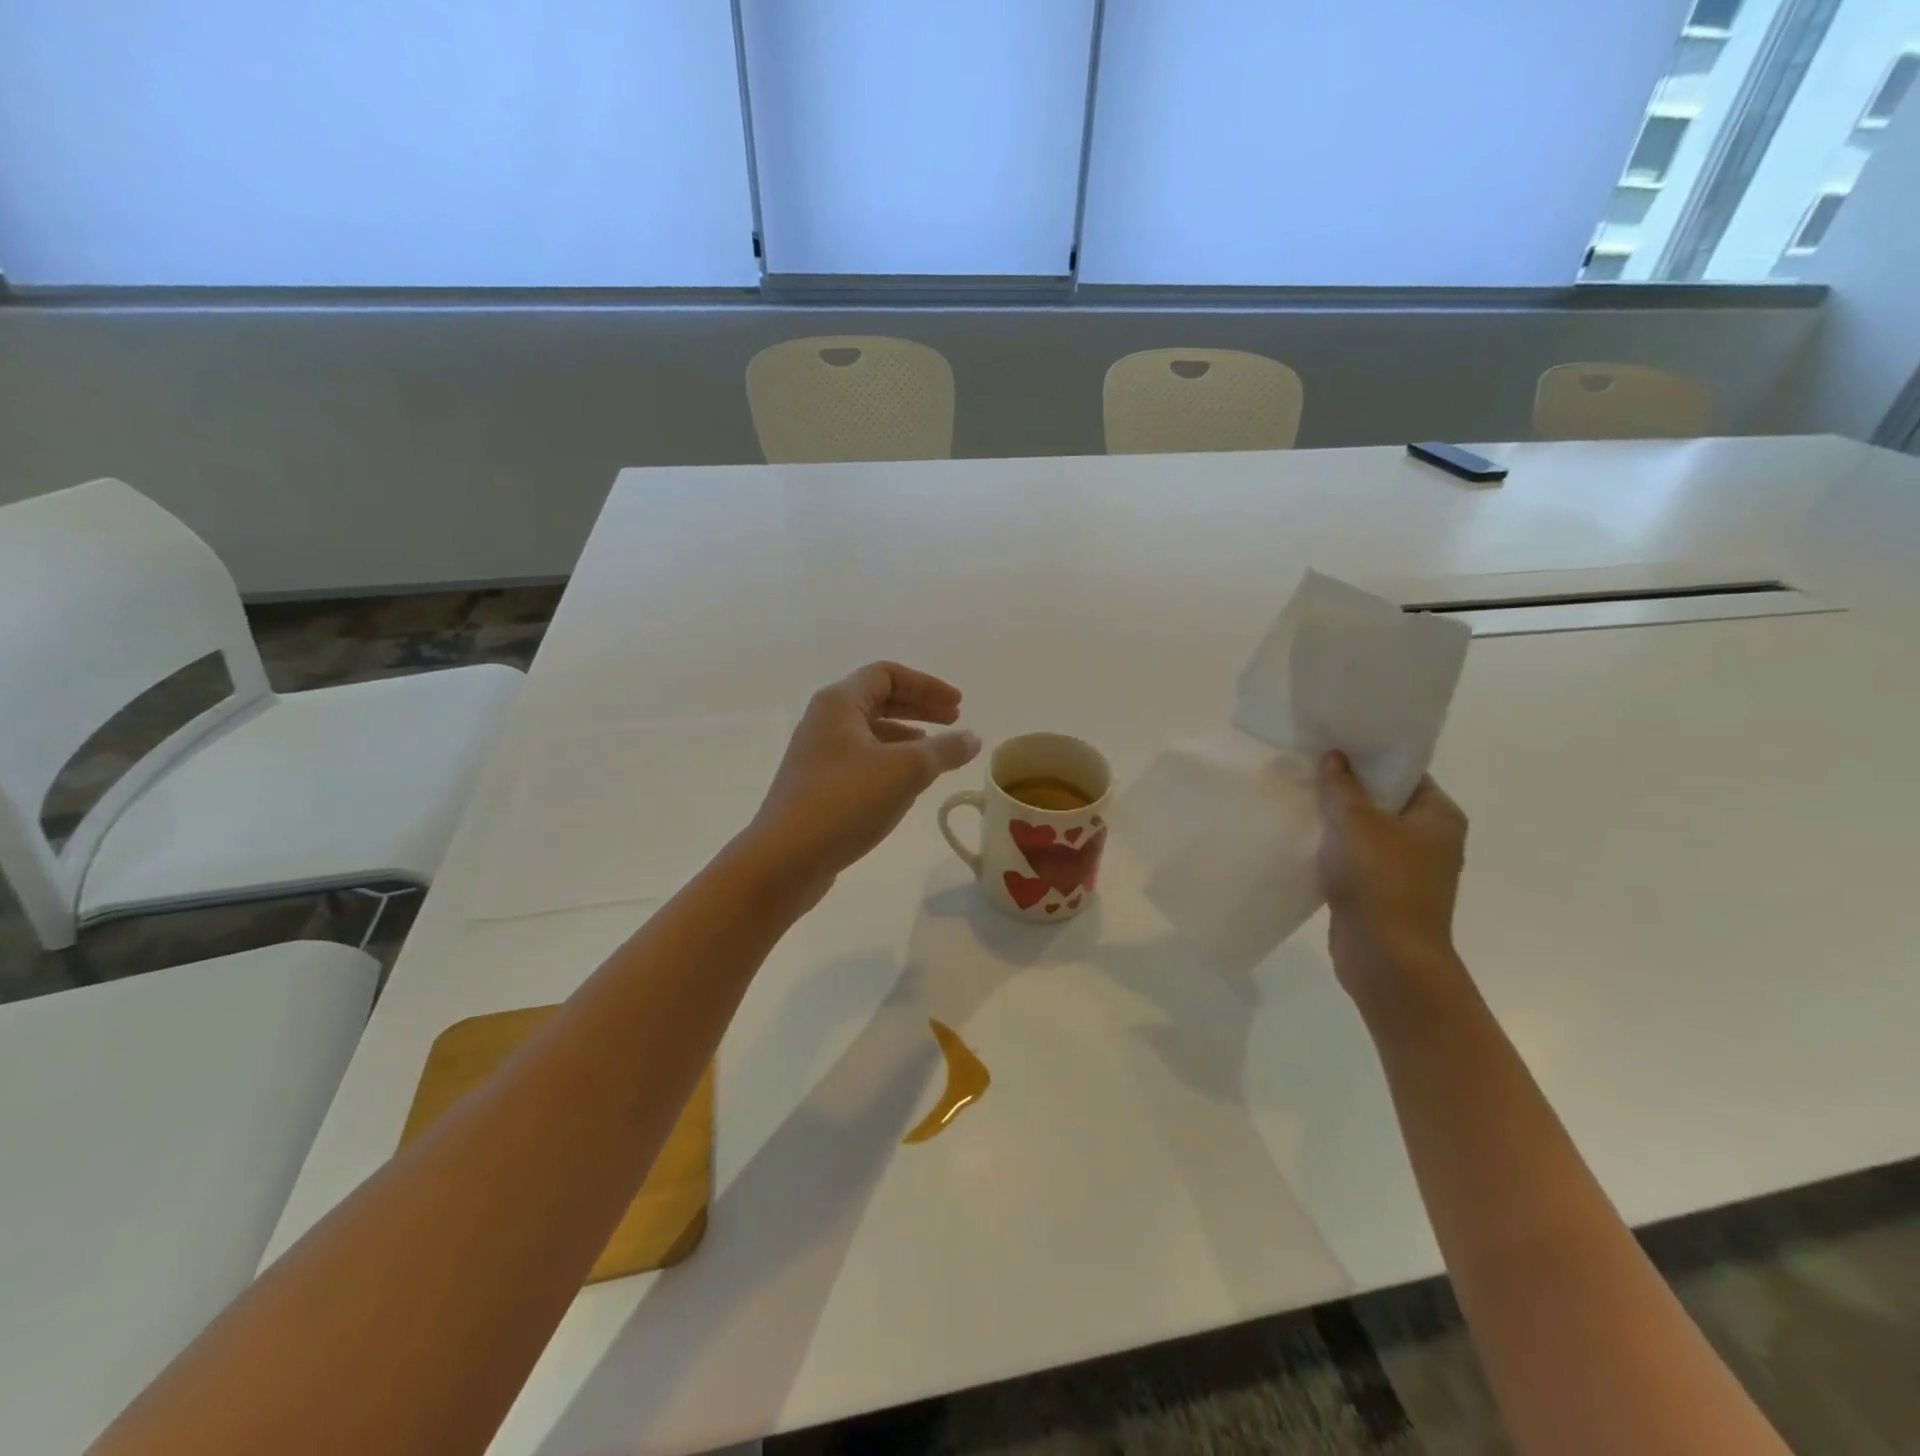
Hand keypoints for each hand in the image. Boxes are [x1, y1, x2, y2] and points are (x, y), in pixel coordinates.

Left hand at [744, 663, 980, 893]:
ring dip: (907, 737)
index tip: (959, 706)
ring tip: (936, 753)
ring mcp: (818, 755)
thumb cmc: (846, 801)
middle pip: (879, 700)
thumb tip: (972, 738)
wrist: (785, 859)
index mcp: (839, 703)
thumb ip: (945, 750)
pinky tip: (908, 785)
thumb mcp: (906, 770)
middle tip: (954, 723)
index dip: (928, 686)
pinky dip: (890, 762)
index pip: (888, 674)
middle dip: (920, 708)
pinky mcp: (818, 786)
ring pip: (870, 732)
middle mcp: (824, 721)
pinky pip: (861, 760)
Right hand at [1316, 751, 1469, 1010]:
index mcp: (1438, 816)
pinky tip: (1303, 838)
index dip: (1369, 757)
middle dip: (1347, 787)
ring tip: (1298, 798)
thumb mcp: (1357, 823)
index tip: (1333, 744)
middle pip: (1384, 801)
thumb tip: (1336, 756)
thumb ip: (1343, 786)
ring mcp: (1406, 869)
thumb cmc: (1381, 881)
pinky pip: (1355, 859)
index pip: (1404, 773)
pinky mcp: (1382, 892)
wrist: (1387, 958)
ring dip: (1337, 820)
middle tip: (1307, 767)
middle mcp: (1430, 839)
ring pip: (1366, 831)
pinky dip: (1334, 849)